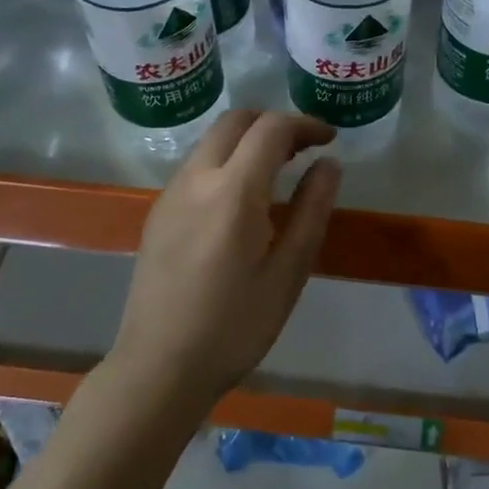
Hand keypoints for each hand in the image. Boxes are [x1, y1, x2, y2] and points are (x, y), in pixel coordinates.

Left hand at [112, 110, 341, 403]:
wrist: (159, 367)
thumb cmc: (235, 326)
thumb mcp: (288, 272)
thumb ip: (311, 210)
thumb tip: (329, 165)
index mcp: (233, 192)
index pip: (270, 129)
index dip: (305, 124)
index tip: (330, 139)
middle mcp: (195, 179)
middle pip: (235, 121)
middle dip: (273, 123)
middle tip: (304, 149)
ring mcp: (170, 194)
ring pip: (211, 141)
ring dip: (247, 141)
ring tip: (279, 172)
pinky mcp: (158, 212)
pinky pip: (196, 166)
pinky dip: (226, 161)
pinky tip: (243, 200)